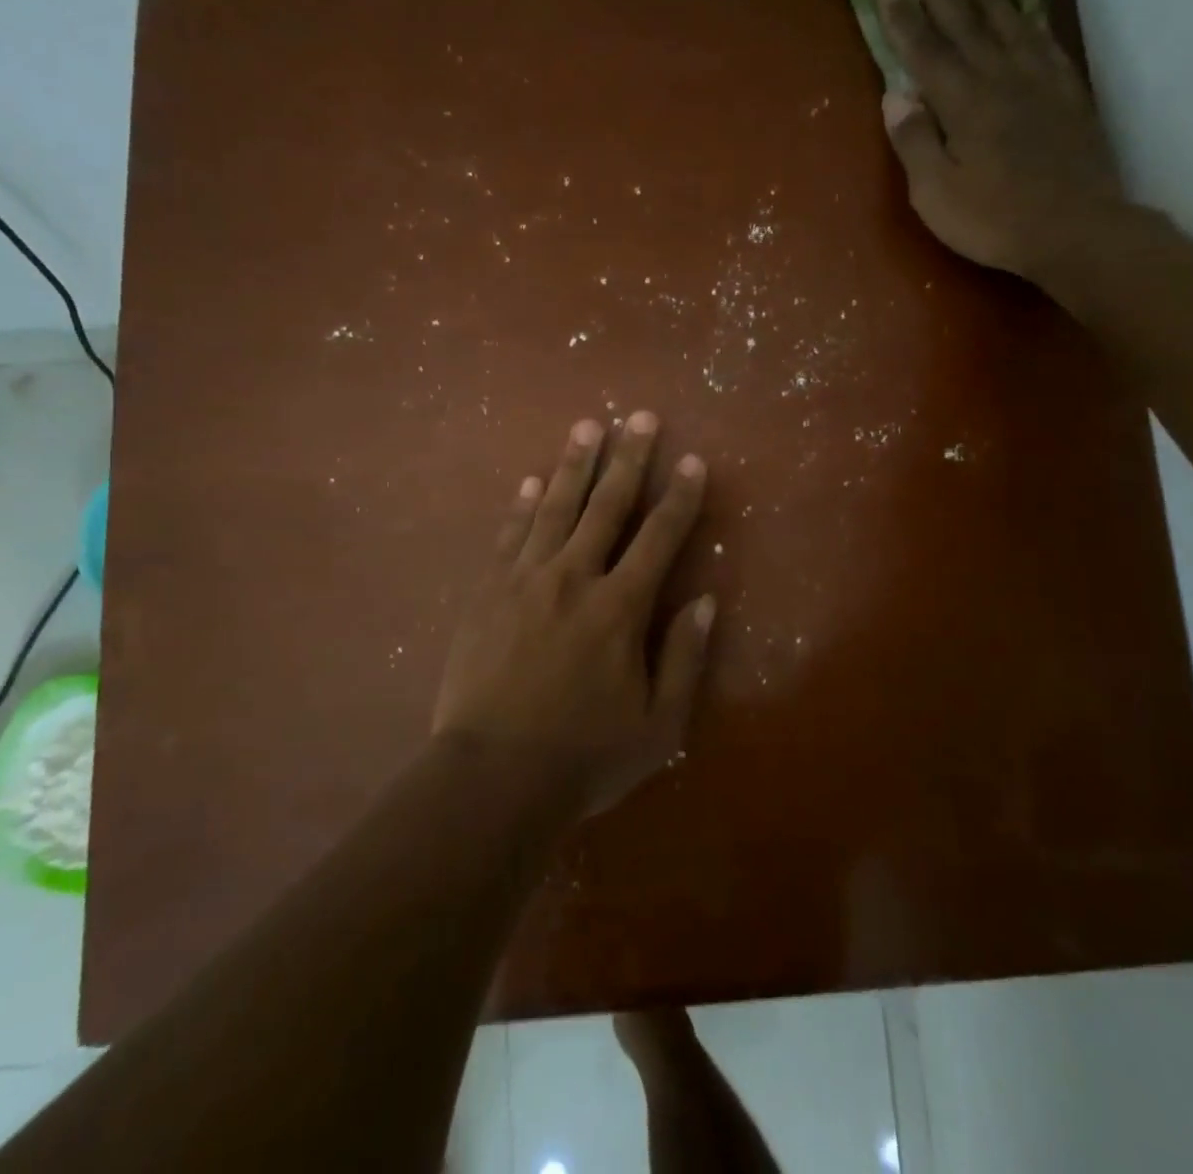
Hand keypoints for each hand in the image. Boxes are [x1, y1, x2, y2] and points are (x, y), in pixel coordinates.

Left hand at [432, 412, 714, 819]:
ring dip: (574, 464)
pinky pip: (509, 535)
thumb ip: (685, 658)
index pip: (659, 537)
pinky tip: (529, 479)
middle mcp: (574, 578)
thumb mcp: (659, 726)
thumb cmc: (583, 757)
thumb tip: (705, 600)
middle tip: (639, 415)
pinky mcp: (487, 591)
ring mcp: (525, 580)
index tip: (692, 460)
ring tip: (587, 426)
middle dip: (628, 457)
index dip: (680, 497)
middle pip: (606, 506)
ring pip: (554, 507)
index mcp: (620, 608)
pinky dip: (521, 504)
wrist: (492, 777)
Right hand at [879, 0, 1127, 280]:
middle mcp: (1001, 80)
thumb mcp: (936, 193)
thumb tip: (894, 95)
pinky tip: (1026, 9)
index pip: (927, 53)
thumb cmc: (994, 220)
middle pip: (968, 26)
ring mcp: (1040, 84)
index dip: (905, 20)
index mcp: (964, 105)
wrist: (1076, 230)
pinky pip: (1046, 45)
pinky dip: (1032, 21)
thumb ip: (915, 141)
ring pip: (1010, 25)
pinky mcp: (1068, 96)